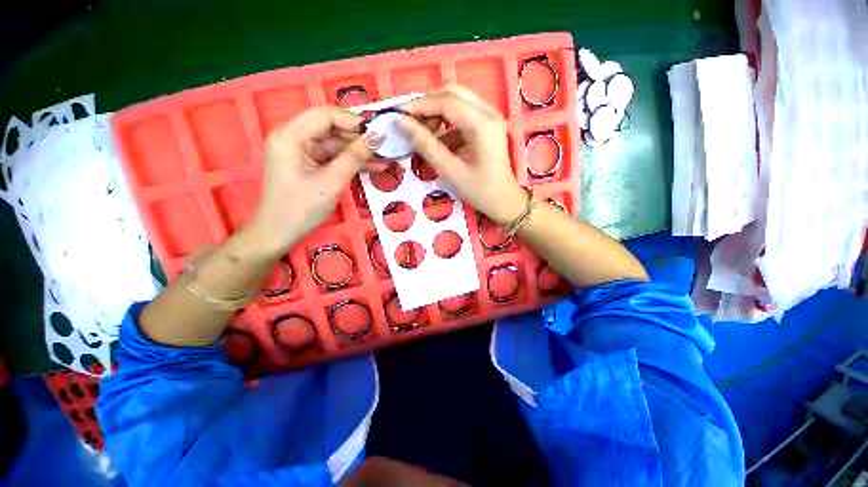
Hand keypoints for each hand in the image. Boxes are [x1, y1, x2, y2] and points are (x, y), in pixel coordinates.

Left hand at [245, 106, 382, 257]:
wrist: (280, 233)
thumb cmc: (301, 208)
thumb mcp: (332, 181)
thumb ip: (354, 157)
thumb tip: (377, 137)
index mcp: (291, 135)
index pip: (326, 115)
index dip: (354, 121)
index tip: (379, 134)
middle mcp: (294, 137)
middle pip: (332, 128)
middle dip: (360, 138)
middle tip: (386, 147)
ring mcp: (302, 151)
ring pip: (336, 144)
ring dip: (360, 152)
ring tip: (386, 158)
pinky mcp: (310, 164)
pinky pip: (334, 157)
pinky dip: (352, 162)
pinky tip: (374, 166)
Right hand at [398, 84, 526, 225]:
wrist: (504, 201)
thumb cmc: (479, 191)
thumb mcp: (450, 171)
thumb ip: (426, 144)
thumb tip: (401, 122)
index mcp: (482, 124)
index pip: (445, 101)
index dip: (419, 106)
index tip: (398, 116)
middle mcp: (489, 112)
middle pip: (452, 92)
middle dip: (428, 104)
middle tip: (411, 123)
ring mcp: (490, 116)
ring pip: (457, 100)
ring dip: (436, 111)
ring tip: (422, 132)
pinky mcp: (487, 124)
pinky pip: (463, 113)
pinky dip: (446, 121)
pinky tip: (438, 139)